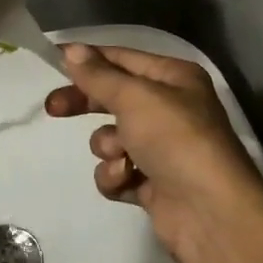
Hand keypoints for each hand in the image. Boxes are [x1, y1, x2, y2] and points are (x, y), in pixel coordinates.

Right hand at [45, 44, 262, 262]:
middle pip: (112, 97)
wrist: (210, 212)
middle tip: (54, 109)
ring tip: (123, 157)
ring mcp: (162, 148)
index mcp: (174, 78)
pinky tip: (128, 181)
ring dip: (108, 148)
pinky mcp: (152, 183)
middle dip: (85, 104)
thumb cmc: (175, 139)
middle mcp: (170, 108)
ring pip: (111, 138)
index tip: (52, 61)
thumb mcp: (134, 97)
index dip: (88, 59)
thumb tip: (72, 50)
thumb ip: (98, 75)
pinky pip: (117, 171)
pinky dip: (117, 176)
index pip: (121, 58)